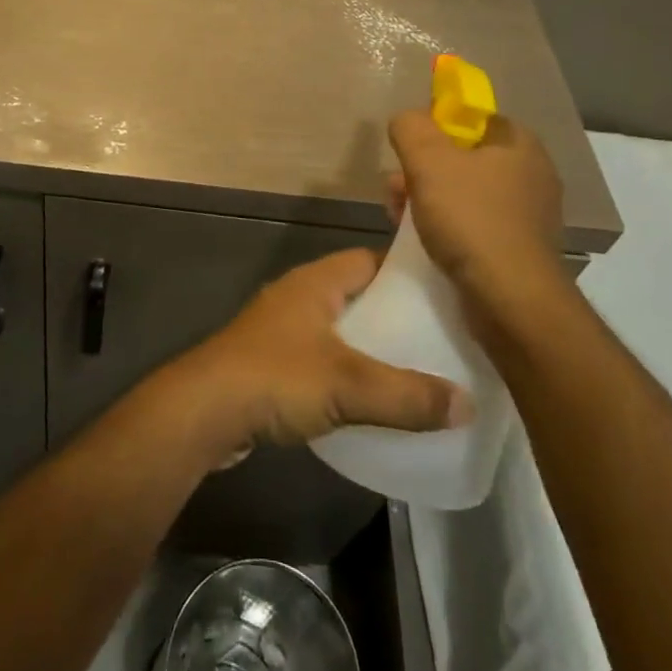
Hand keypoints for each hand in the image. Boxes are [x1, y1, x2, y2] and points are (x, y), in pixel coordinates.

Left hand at [162, 249, 471, 463]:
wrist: (203, 410)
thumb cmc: (276, 377)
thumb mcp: (348, 384)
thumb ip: (407, 395)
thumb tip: (468, 403)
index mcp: (315, 281)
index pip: (369, 260)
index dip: (405, 274)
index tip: (444, 295)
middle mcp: (297, 296)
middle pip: (356, 297)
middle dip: (393, 318)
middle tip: (439, 342)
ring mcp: (280, 329)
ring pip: (338, 331)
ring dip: (368, 349)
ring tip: (413, 374)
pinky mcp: (269, 363)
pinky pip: (320, 360)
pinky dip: (345, 374)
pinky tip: (367, 402)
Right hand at [386, 107, 568, 307]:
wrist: (511, 300)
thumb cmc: (471, 219)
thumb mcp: (428, 160)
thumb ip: (411, 127)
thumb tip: (407, 120)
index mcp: (521, 146)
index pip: (476, 119)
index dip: (439, 126)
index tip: (412, 146)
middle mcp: (531, 176)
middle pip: (465, 158)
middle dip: (424, 169)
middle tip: (396, 187)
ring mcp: (528, 216)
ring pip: (465, 194)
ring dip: (428, 200)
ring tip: (398, 216)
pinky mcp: (518, 250)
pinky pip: (474, 226)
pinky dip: (447, 228)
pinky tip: (422, 241)